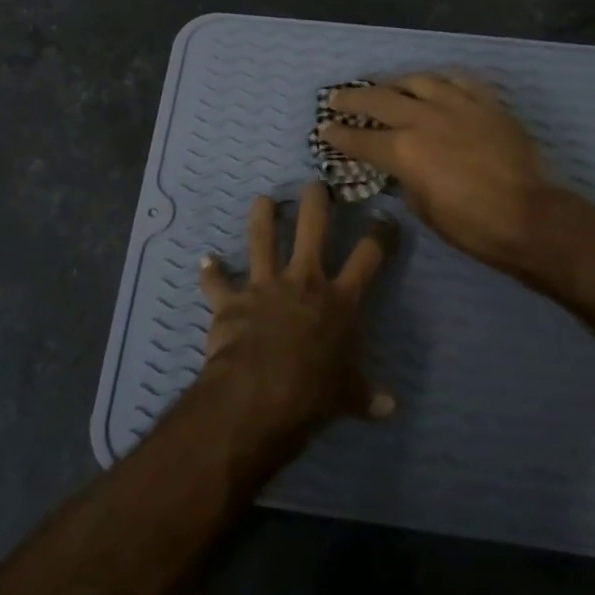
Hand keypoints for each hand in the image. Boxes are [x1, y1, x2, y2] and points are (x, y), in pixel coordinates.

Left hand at [197, 182, 397, 438]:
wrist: (260, 394)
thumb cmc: (314, 392)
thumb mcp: (348, 396)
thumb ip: (367, 396)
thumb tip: (390, 409)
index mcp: (340, 300)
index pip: (368, 257)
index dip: (380, 235)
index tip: (385, 219)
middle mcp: (304, 281)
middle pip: (312, 228)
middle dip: (316, 202)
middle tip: (315, 184)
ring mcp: (265, 286)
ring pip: (262, 239)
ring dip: (262, 217)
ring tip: (262, 199)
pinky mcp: (232, 301)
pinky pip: (217, 283)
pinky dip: (211, 272)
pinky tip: (205, 260)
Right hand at [318, 72, 565, 277]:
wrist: (527, 216)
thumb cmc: (470, 225)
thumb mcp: (422, 208)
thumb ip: (405, 179)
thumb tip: (401, 168)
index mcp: (403, 150)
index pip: (360, 138)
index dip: (338, 134)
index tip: (323, 129)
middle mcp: (424, 118)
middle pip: (379, 99)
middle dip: (352, 99)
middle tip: (337, 98)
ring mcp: (457, 105)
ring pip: (417, 80)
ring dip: (394, 82)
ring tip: (384, 85)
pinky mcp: (486, 102)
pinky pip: (458, 80)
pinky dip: (440, 80)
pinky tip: (433, 83)